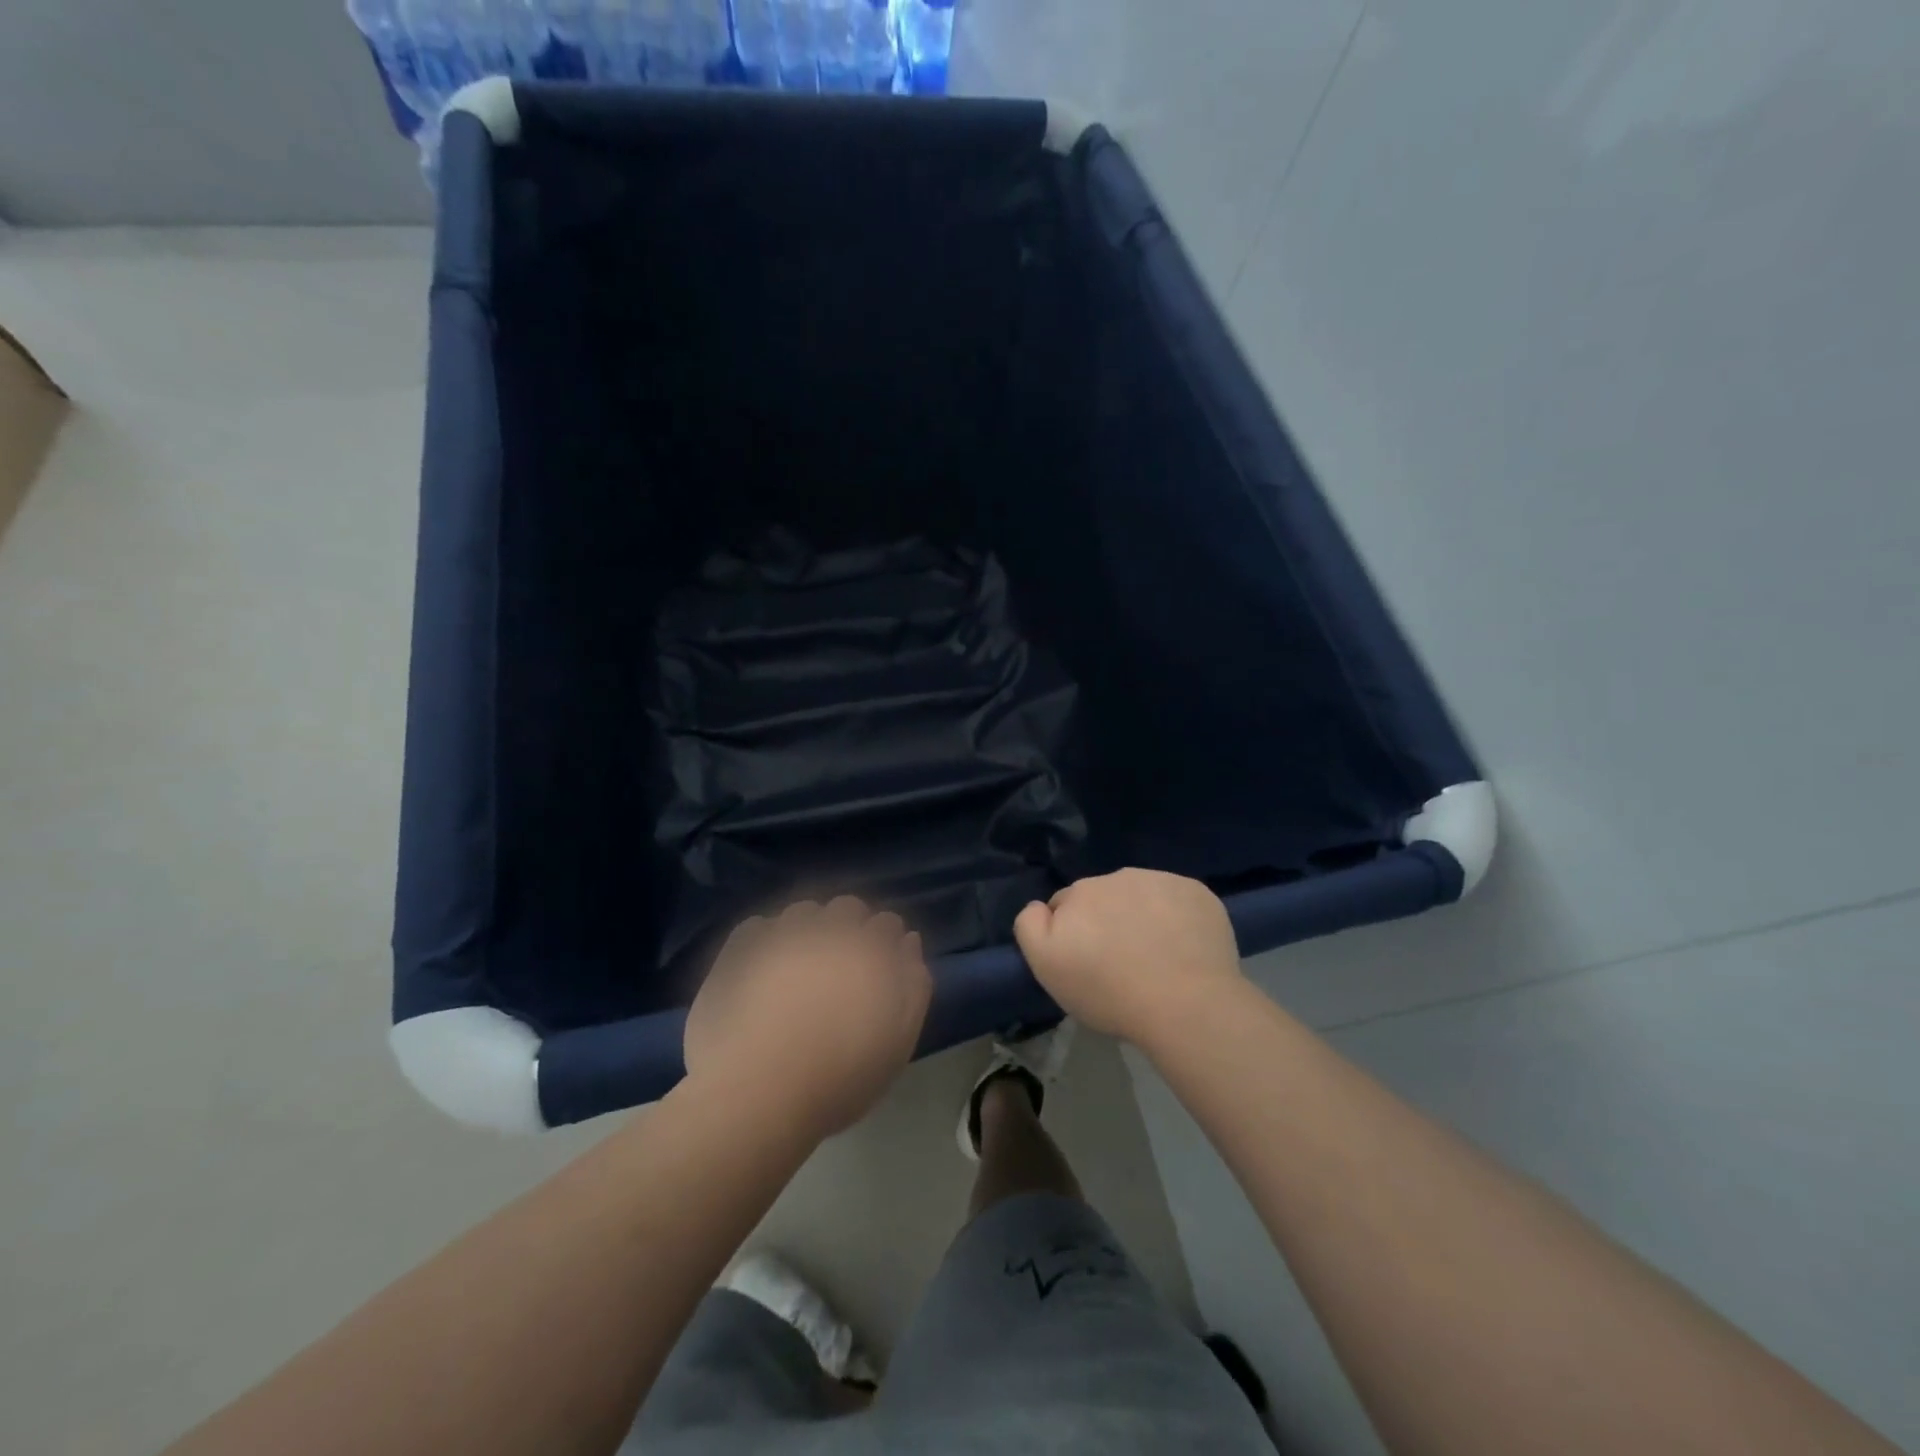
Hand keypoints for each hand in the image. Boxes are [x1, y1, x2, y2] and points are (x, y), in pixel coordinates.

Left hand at [684, 897, 932, 1138]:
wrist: (755, 1093)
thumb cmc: (838, 1078)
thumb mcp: (898, 1043)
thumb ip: (913, 985)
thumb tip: (908, 942)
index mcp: (873, 949)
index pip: (888, 924)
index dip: (885, 944)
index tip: (878, 970)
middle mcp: (831, 928)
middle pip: (848, 908)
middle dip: (850, 928)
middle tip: (840, 969)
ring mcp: (783, 931)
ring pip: (804, 912)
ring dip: (809, 930)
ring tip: (799, 968)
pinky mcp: (741, 944)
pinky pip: (760, 926)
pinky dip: (766, 941)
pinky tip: (762, 972)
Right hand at [1013, 869, 1243, 1043]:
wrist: (1186, 1005)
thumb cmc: (1109, 992)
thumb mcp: (1047, 966)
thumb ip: (1030, 925)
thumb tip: (1040, 907)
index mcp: (1080, 892)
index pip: (1064, 904)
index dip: (1071, 933)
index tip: (1084, 962)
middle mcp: (1118, 876)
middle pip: (1103, 896)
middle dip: (1105, 920)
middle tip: (1119, 962)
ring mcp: (1162, 880)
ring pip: (1141, 894)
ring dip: (1140, 914)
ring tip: (1154, 956)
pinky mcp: (1197, 892)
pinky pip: (1177, 899)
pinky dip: (1176, 916)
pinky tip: (1183, 948)